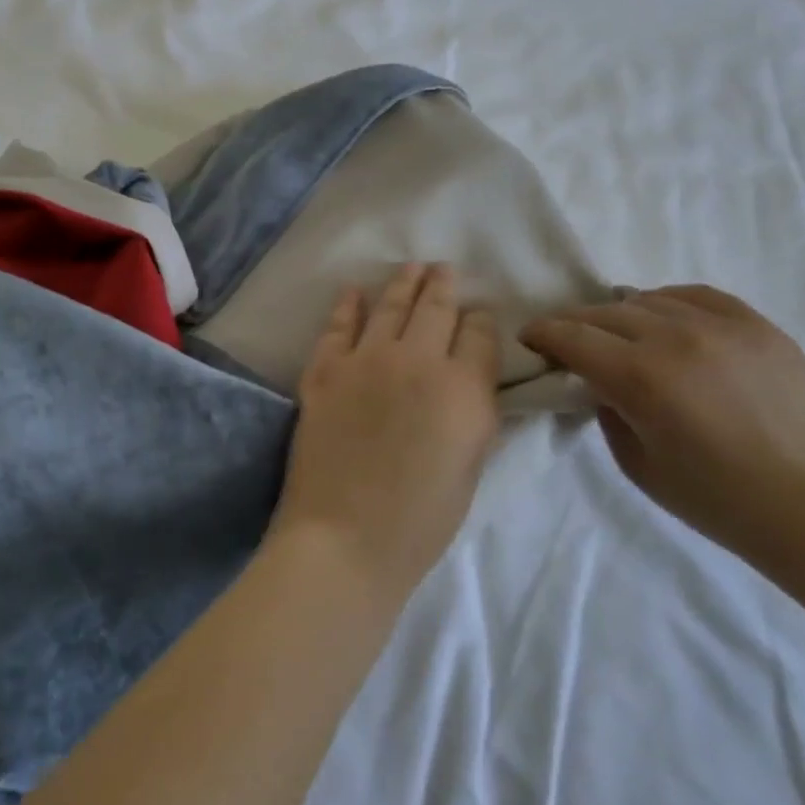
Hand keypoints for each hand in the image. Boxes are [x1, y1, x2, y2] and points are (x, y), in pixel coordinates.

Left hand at [271, 264, 501, 600]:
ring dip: (403, 283)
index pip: (479, 333)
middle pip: (435, 307)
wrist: (345, 537)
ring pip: (390, 306)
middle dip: (443, 285)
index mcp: (464, 388)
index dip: (481, 321)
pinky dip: (347, 305)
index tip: (478, 317)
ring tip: (411, 267)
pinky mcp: (324, 370)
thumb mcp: (471, 466)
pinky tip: (353, 292)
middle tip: (443, 270)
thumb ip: (473, 412)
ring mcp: (365, 360)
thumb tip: (468, 380)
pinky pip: (338, 326)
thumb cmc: (421, 520)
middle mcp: (417, 360)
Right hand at [521, 285, 804, 558]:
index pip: (572, 337)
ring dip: (621, 314)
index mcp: (641, 377)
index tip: (529, 338)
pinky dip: (669, 302)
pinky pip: (698, 296)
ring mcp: (723, 327)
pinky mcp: (759, 327)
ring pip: (649, 299)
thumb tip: (600, 381)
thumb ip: (607, 411)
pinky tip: (665, 318)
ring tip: (617, 332)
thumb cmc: (717, 500)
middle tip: (566, 340)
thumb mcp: (637, 464)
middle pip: (605, 313)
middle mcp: (676, 338)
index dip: (542, 333)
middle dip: (575, 323)